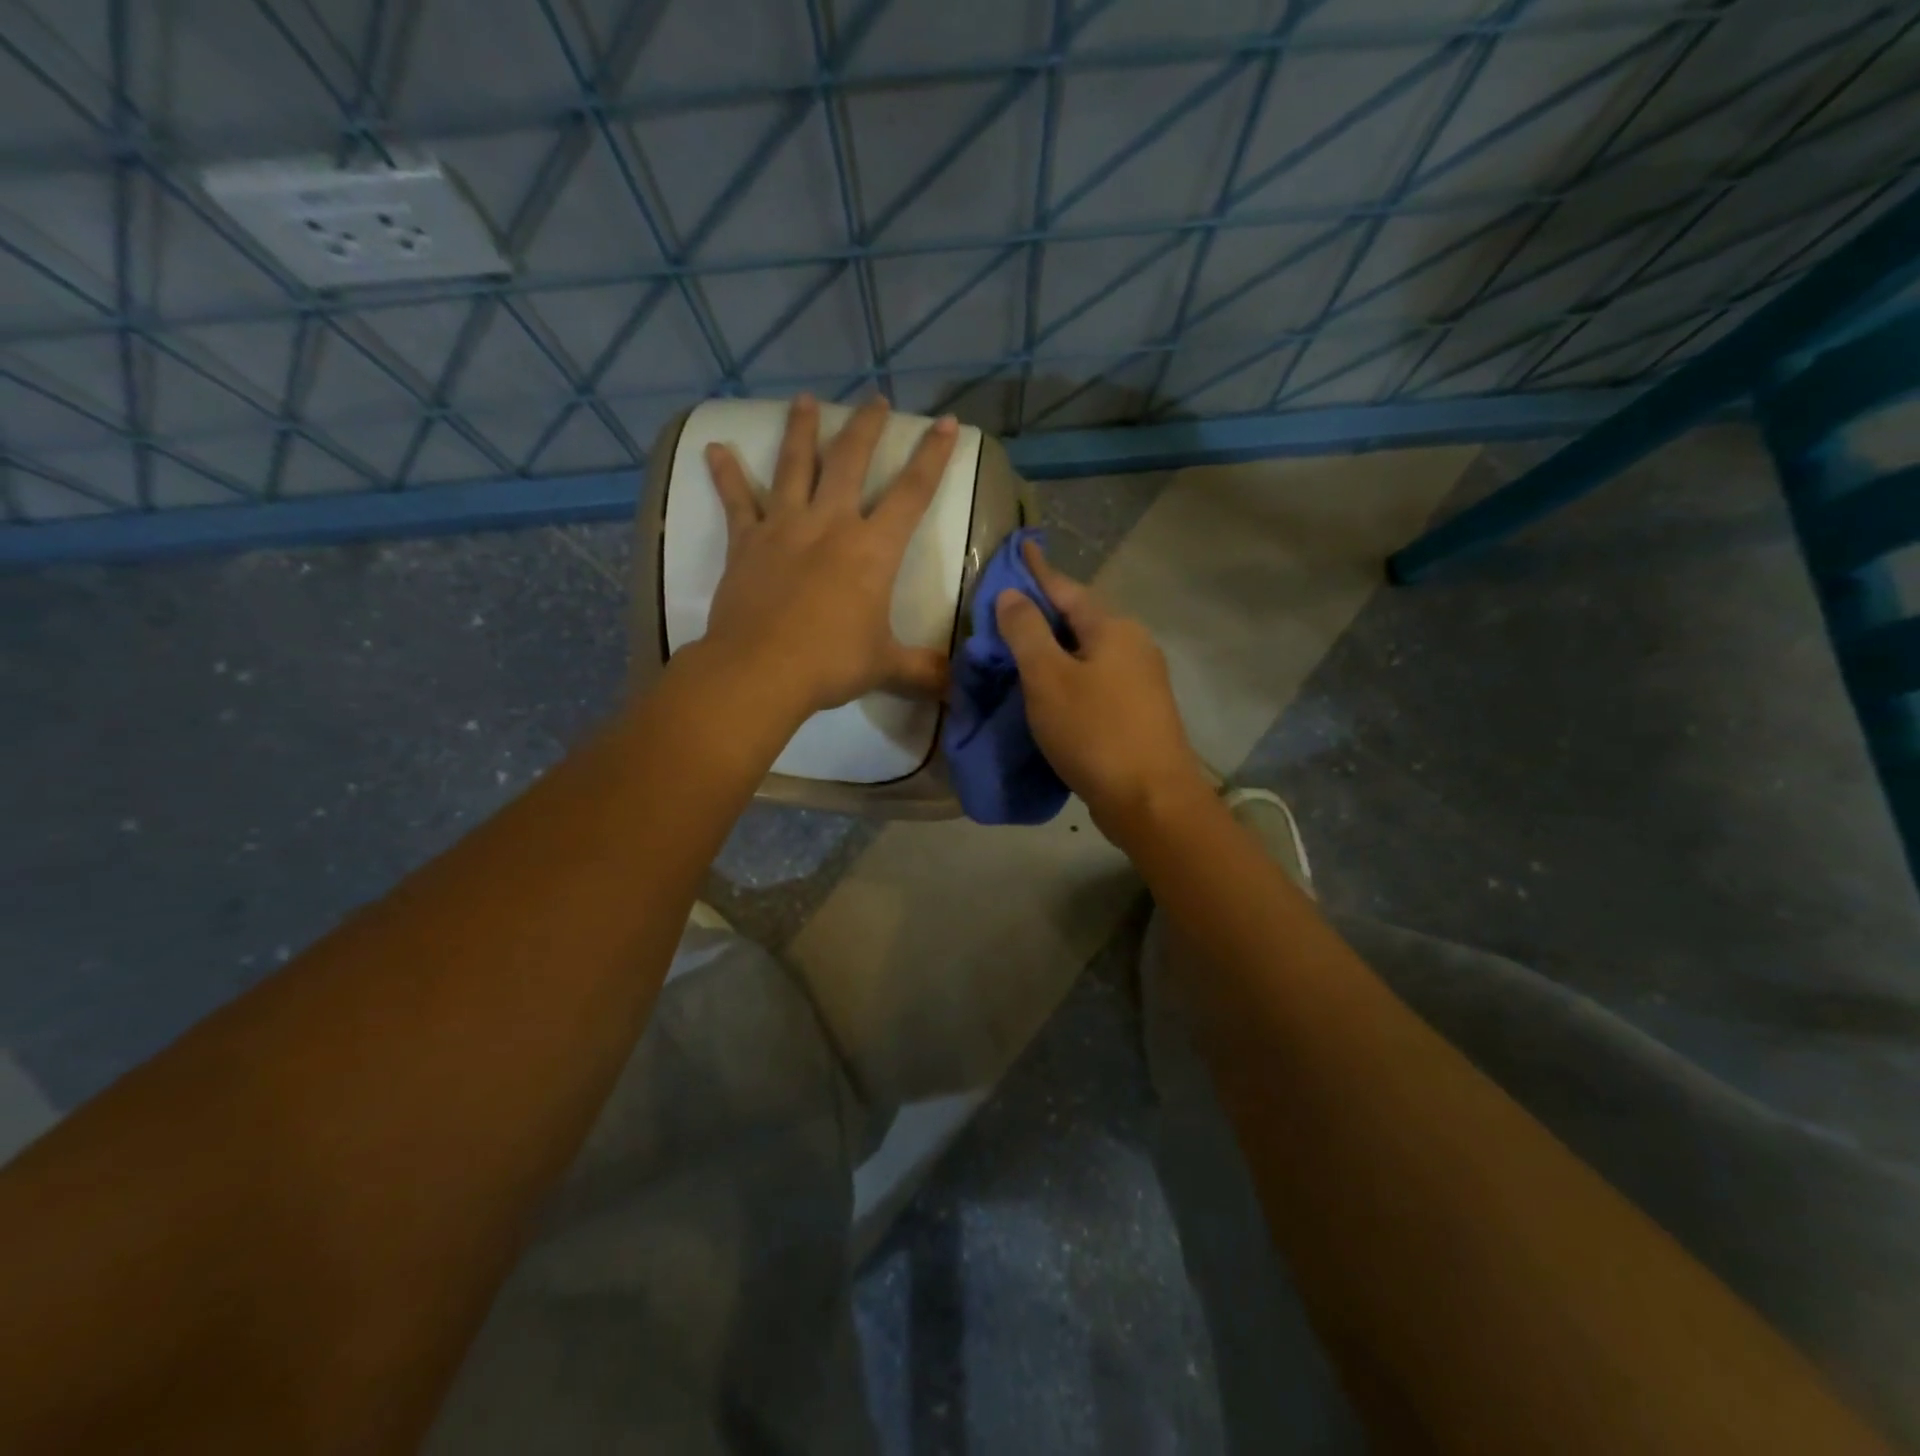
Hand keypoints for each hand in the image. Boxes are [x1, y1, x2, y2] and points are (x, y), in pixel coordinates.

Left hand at [698, 394, 957, 716]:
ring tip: (805, 400)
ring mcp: (784, 527)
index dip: (932, 455)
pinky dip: (726, 474)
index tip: (946, 421)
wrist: (761, 671)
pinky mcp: (746, 542)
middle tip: (874, 399)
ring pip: (795, 466)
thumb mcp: (886, 667)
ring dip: (802, 430)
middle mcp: (831, 524)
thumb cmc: (831, 663)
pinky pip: (736, 500)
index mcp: (873, 549)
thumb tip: (957, 689)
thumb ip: (923, 670)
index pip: (913, 492)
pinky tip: (715, 448)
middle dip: (866, 427)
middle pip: (851, 461)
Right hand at [994, 541, 1209, 833]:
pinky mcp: (1140, 713)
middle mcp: (1133, 645)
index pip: (1066, 588)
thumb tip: (1011, 595)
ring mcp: (1142, 681)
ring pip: (1089, 652)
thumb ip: (1026, 632)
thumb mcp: (1048, 678)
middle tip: (1007, 610)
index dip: (1038, 571)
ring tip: (1022, 651)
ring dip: (1056, 648)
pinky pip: (1096, 680)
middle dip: (1045, 612)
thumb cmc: (1094, 732)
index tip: (1020, 548)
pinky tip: (1051, 691)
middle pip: (1081, 619)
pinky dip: (1069, 677)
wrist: (1151, 800)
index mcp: (1113, 628)